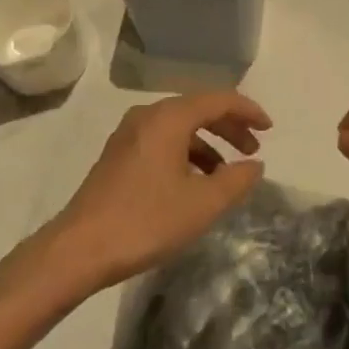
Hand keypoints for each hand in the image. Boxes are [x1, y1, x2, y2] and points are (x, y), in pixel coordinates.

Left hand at [50, 91, 271, 290]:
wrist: (78, 249)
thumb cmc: (145, 221)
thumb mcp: (201, 205)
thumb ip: (235, 181)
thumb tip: (255, 165)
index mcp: (169, 117)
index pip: (218, 99)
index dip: (248, 111)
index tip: (270, 129)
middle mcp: (148, 115)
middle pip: (198, 109)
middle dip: (229, 127)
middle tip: (253, 149)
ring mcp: (129, 134)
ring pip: (179, 126)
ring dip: (208, 143)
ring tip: (226, 173)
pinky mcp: (119, 154)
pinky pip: (163, 140)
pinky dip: (186, 153)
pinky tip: (193, 183)